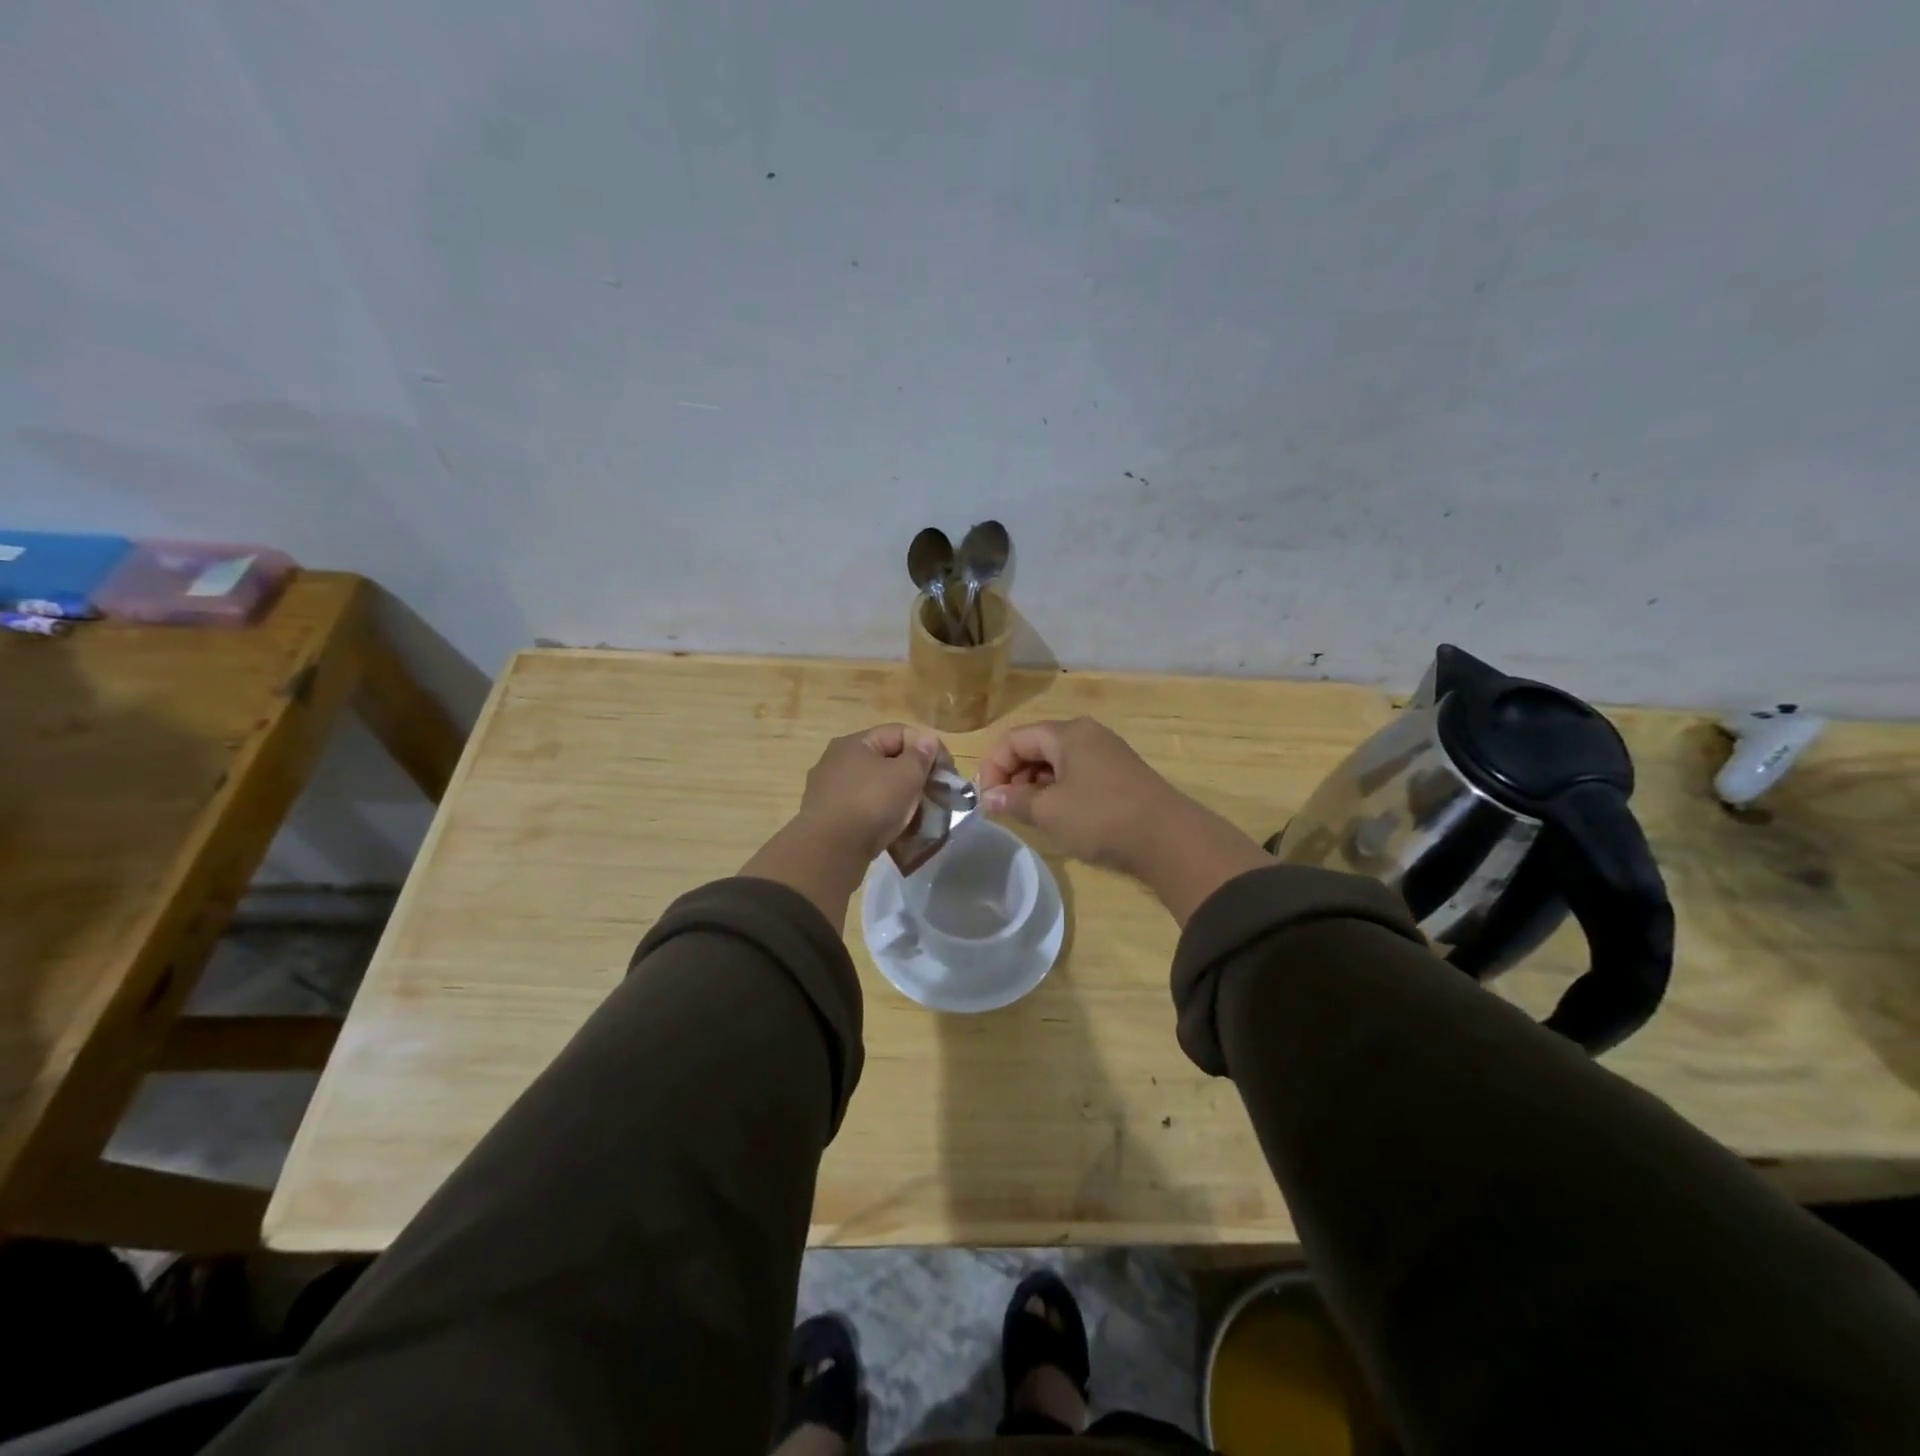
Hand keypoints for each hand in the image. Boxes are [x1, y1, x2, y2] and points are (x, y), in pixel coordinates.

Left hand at [795, 723, 945, 861]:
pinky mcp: (828, 817)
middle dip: (914, 775)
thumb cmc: (871, 804)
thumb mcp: (906, 775)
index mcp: (854, 743)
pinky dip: (881, 814)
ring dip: (898, 796)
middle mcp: (837, 760)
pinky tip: (894, 829)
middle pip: (886, 759)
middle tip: (934, 794)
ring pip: (875, 786)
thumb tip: (926, 740)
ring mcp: (829, 790)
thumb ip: (921, 755)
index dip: (928, 747)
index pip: (900, 732)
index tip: (945, 772)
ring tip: (917, 814)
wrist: (829, 852)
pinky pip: (863, 808)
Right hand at [977, 717, 1269, 924]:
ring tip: (1028, 815)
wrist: (1169, 839)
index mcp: (1067, 733)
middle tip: (1004, 809)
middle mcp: (1087, 734)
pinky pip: (1077, 774)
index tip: (986, 800)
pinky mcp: (1120, 775)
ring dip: (1035, 785)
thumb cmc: (1100, 817)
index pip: (1014, 739)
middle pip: (1035, 746)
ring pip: (1056, 762)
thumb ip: (1013, 801)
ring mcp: (1107, 753)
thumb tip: (989, 799)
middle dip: (1013, 775)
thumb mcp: (1049, 811)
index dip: (992, 767)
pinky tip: (1058, 816)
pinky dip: (1058, 790)